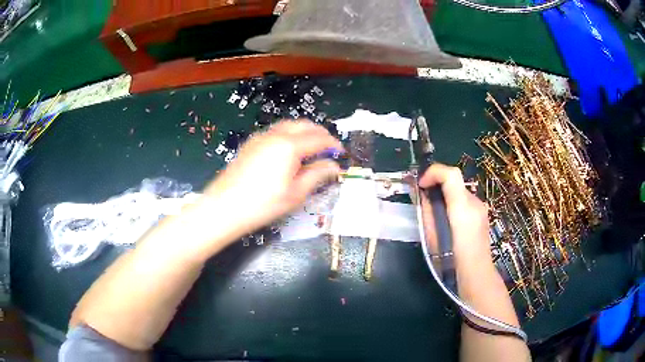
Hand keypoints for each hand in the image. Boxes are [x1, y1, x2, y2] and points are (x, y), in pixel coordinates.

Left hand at [204, 120, 342, 240]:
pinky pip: (275, 131)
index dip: (333, 145)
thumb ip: (317, 175)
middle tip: (328, 149)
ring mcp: (260, 137)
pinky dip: (289, 135)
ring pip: (289, 125)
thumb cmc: (262, 204)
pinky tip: (289, 151)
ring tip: (311, 148)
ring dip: (304, 132)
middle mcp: (275, 135)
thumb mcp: (295, 193)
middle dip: (320, 134)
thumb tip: (334, 167)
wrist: (224, 207)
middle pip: (304, 125)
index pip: (319, 138)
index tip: (340, 153)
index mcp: (289, 146)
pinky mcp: (250, 144)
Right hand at [418, 164, 490, 262]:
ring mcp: (481, 208)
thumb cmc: (452, 261)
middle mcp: (475, 202)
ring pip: (459, 191)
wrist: (476, 276)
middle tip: (423, 196)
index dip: (433, 172)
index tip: (421, 184)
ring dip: (445, 194)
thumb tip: (422, 195)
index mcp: (463, 207)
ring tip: (434, 211)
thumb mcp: (433, 237)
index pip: (450, 174)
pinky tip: (448, 220)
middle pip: (455, 180)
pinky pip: (465, 201)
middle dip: (437, 183)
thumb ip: (428, 212)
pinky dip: (453, 203)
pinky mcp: (483, 214)